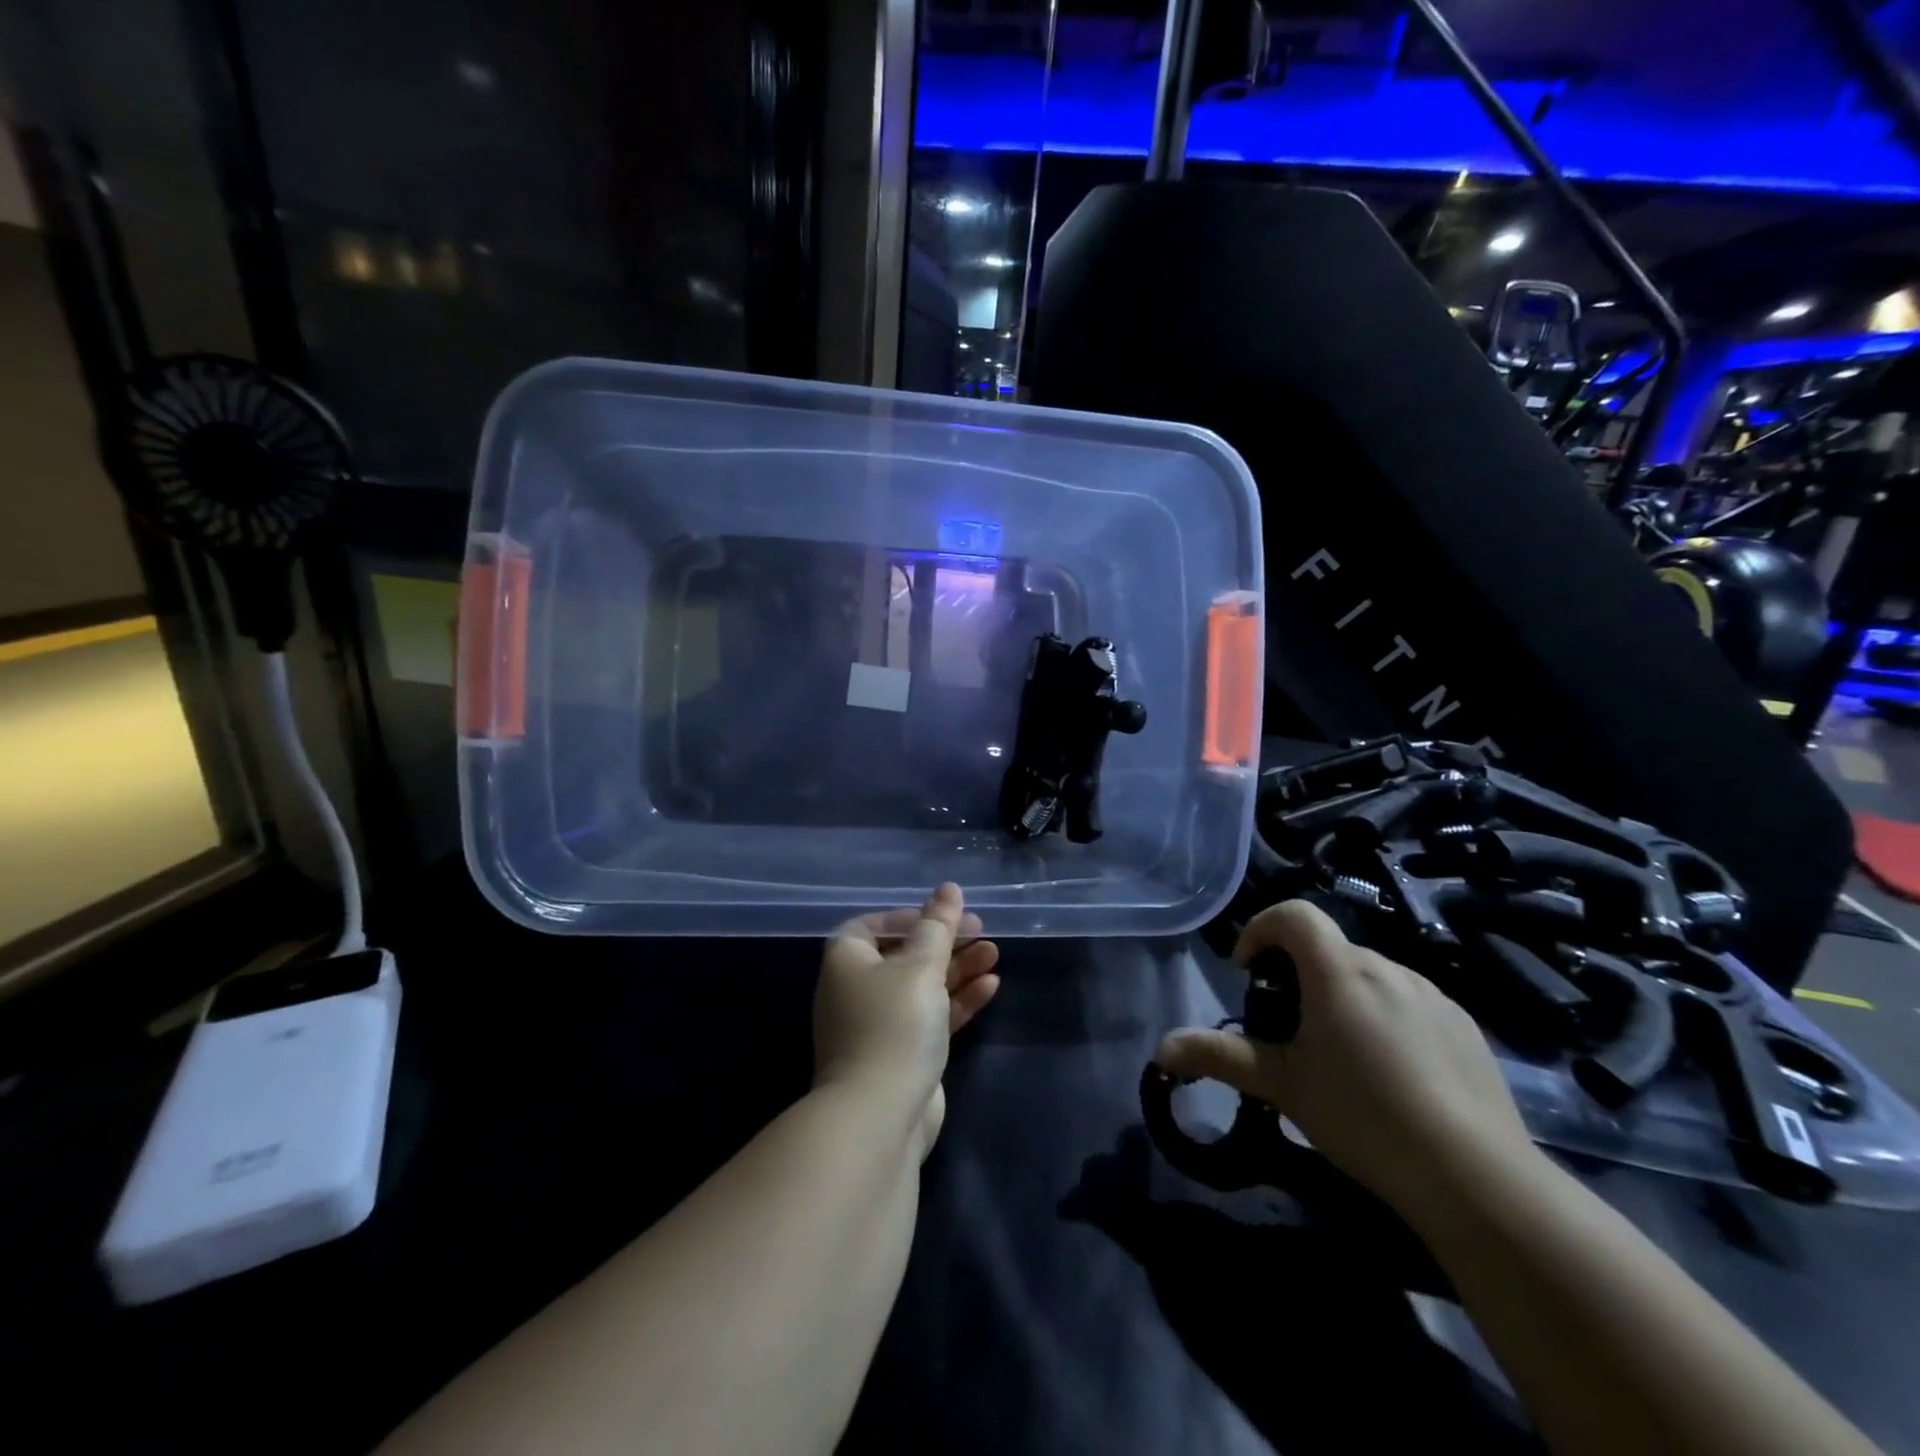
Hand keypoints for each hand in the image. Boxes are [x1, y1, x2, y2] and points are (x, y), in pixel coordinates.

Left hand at [814, 884, 1000, 1157]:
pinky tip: (991, 985)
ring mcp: (880, 1025)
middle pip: (904, 954)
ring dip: (957, 968)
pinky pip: (932, 1016)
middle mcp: (857, 990)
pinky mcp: (903, 1054)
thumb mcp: (920, 966)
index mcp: (847, 962)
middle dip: (943, 941)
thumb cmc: (893, 1025)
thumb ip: (938, 926)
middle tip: (981, 930)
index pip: (872, 925)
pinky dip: (958, 1000)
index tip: (942, 915)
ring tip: (994, 952)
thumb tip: (948, 888)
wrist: (879, 1117)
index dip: (907, 916)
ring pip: (923, 986)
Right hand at [1154, 899, 1538, 1226]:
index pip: (1294, 914)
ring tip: (1343, 1057)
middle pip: (1329, 949)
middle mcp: (1386, 967)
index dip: (1262, 929)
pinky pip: (1410, 1003)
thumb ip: (1218, 1058)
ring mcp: (1432, 995)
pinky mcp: (1466, 1026)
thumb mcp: (1281, 1084)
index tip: (1250, 972)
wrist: (1475, 1177)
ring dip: (1344, 996)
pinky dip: (1387, 1018)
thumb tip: (1160, 1048)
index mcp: (1338, 971)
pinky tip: (1394, 1076)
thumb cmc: (1362, 1115)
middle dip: (1300, 975)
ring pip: (1371, 977)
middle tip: (1291, 1030)